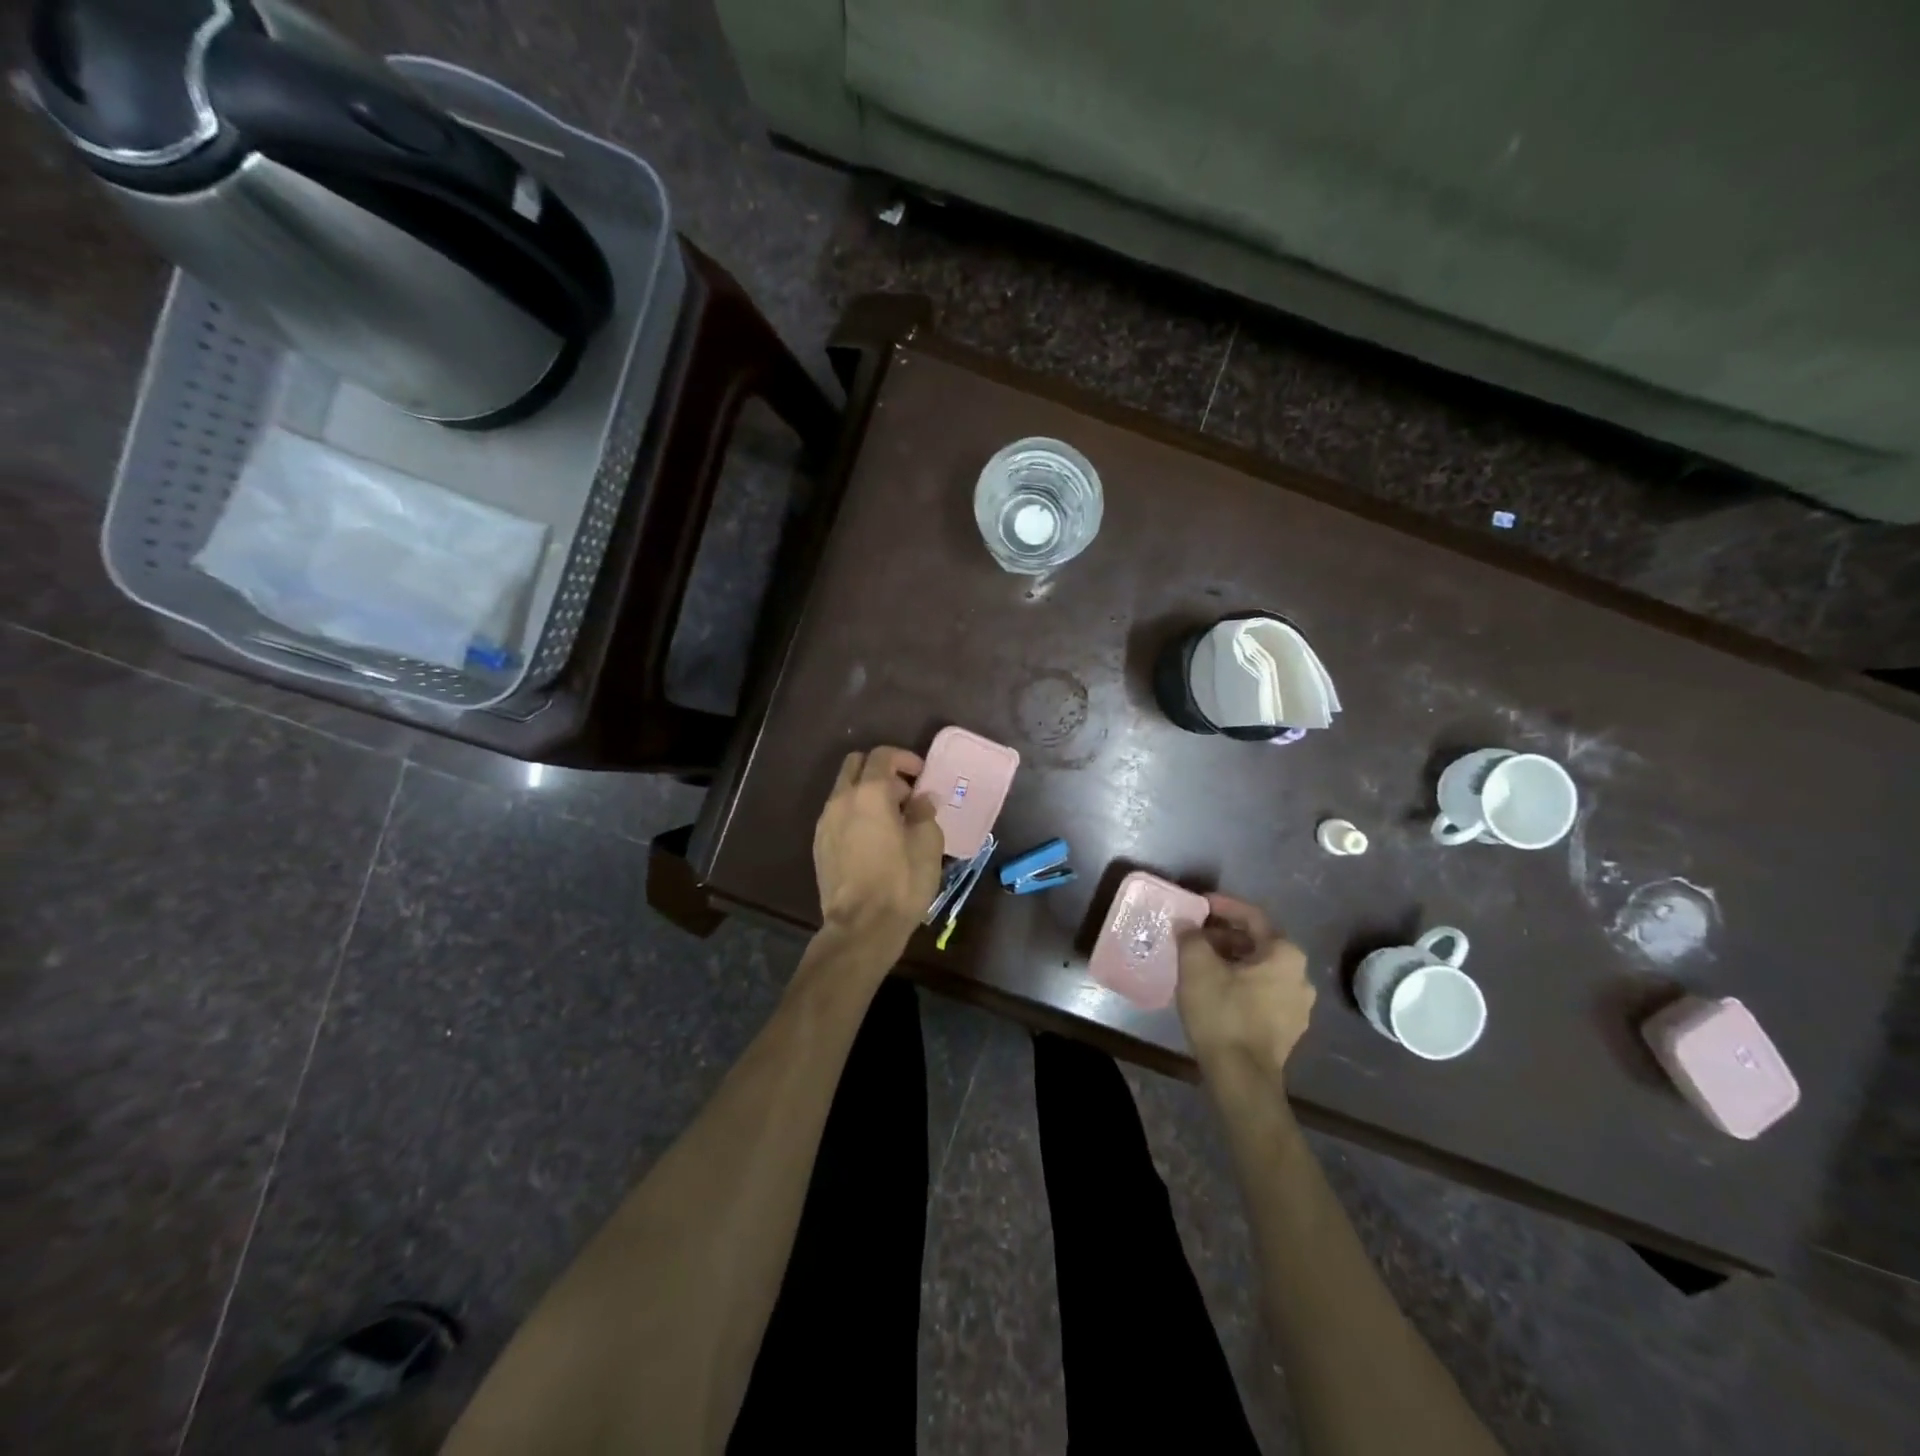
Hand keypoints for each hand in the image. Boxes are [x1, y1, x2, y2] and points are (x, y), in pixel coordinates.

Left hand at [813, 747, 945, 945]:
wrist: (861, 926)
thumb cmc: (901, 882)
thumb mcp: (928, 844)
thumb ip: (924, 813)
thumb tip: (921, 800)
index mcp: (869, 793)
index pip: (883, 756)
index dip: (905, 759)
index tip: (922, 775)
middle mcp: (841, 800)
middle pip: (856, 765)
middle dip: (881, 771)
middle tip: (905, 794)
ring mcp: (825, 822)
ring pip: (844, 790)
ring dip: (867, 793)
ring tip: (892, 819)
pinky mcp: (820, 845)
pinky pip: (838, 814)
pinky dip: (856, 813)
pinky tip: (874, 839)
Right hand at [1176, 894, 1314, 1078]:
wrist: (1242, 1078)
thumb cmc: (1223, 1013)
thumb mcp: (1197, 966)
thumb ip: (1191, 937)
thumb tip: (1187, 924)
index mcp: (1285, 954)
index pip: (1252, 916)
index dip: (1223, 906)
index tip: (1199, 904)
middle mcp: (1300, 976)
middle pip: (1258, 943)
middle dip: (1225, 935)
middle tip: (1195, 935)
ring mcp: (1298, 1006)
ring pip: (1260, 969)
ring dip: (1231, 960)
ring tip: (1200, 962)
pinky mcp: (1288, 1029)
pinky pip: (1262, 993)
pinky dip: (1240, 983)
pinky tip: (1215, 989)